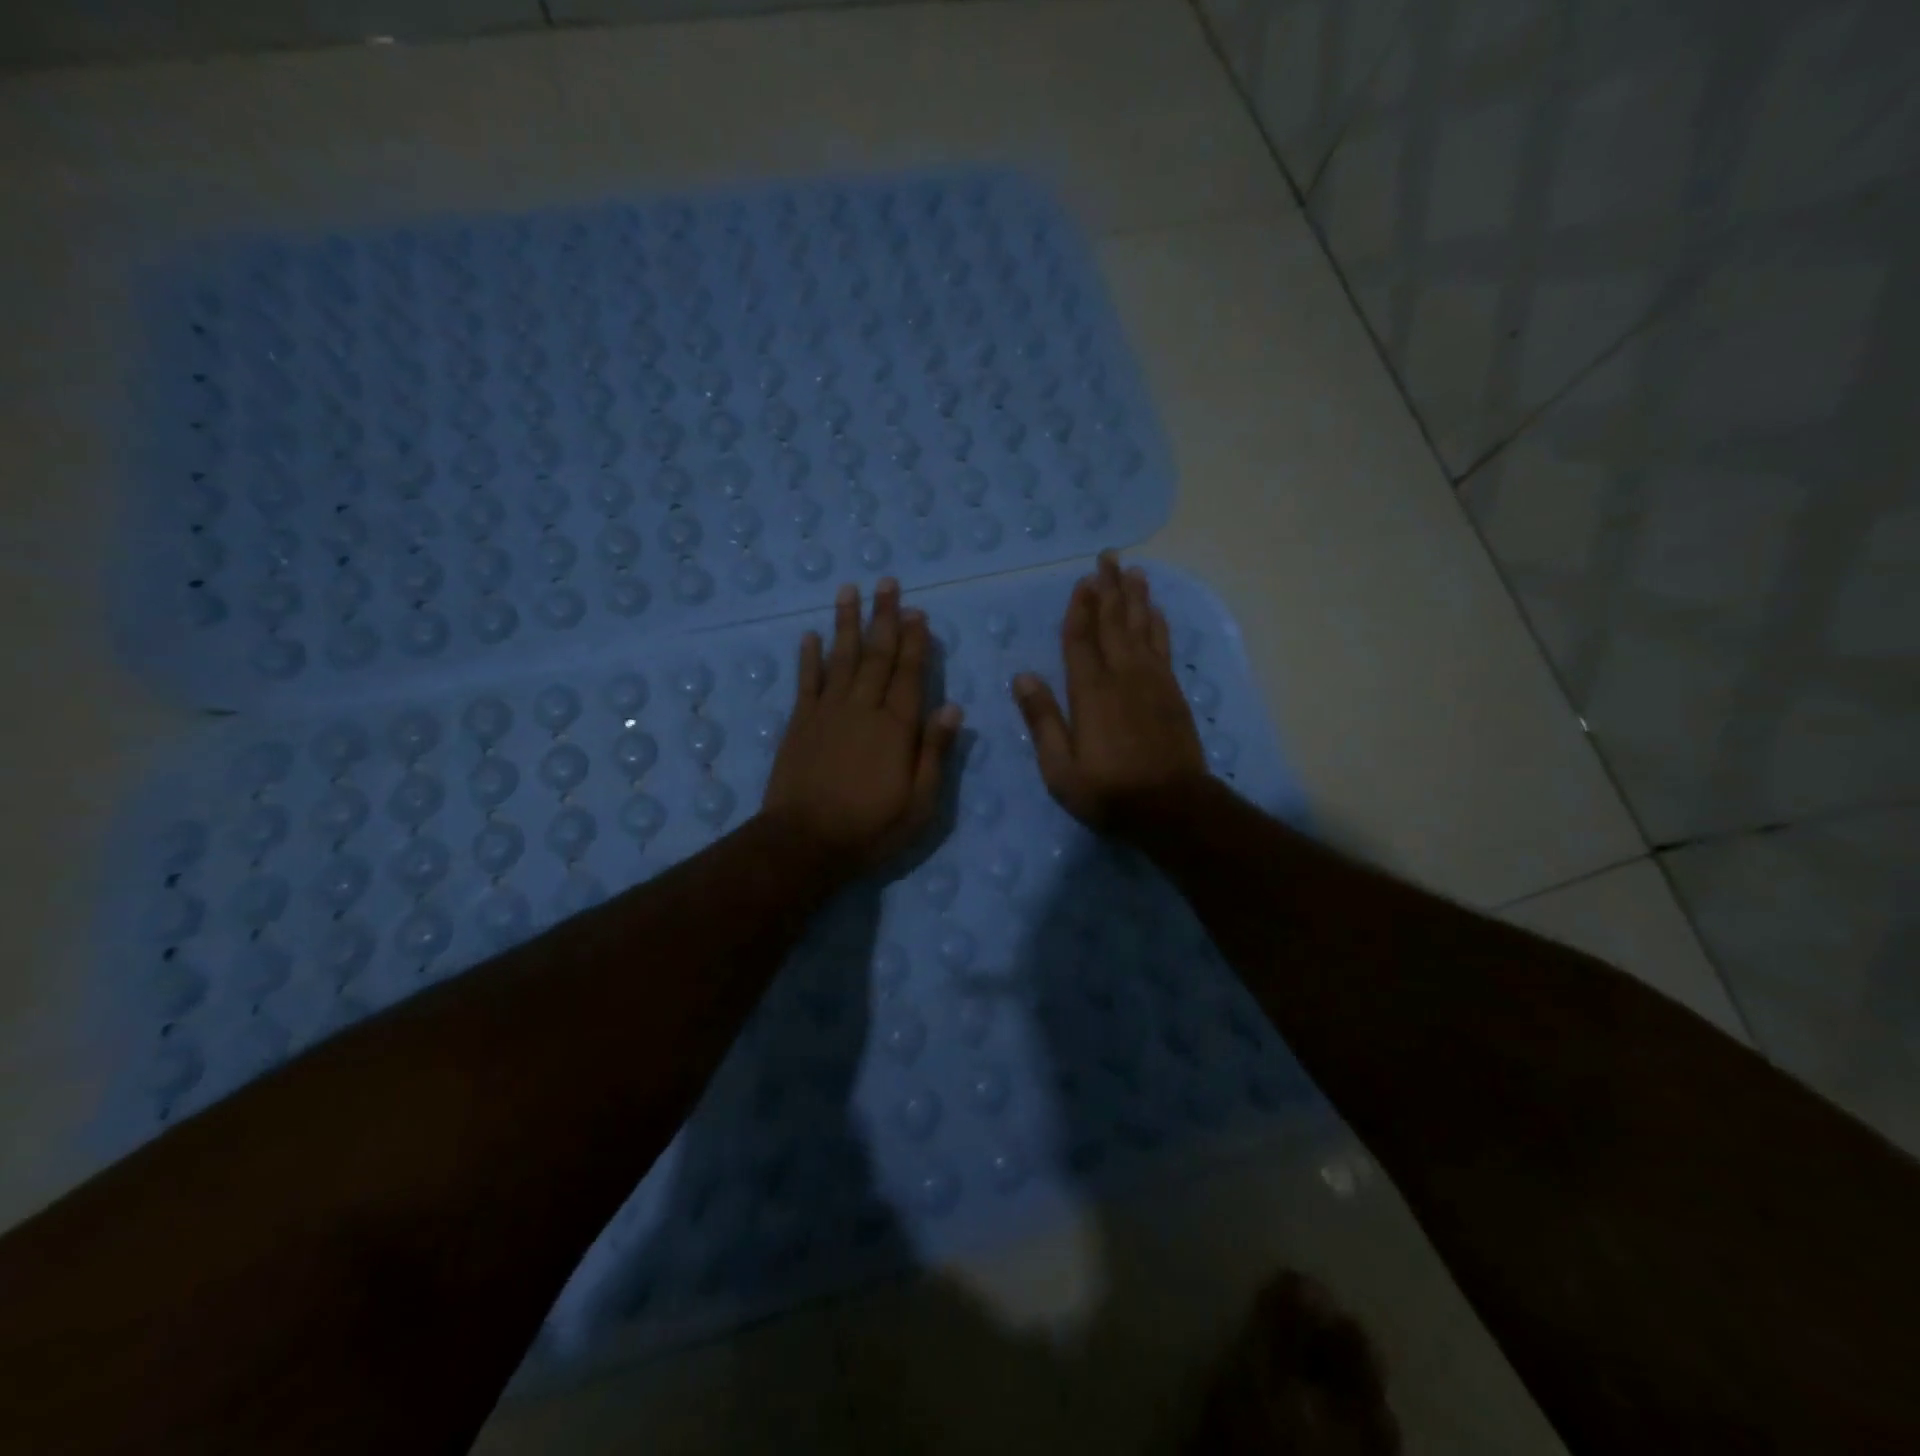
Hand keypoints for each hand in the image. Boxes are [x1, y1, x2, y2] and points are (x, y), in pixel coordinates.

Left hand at [763, 578, 962, 869]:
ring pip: (841, 657)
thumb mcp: (919, 804)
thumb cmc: (870, 828)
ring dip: (846, 623)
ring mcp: (827, 712)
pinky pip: (806, 681)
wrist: (804, 843)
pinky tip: (810, 635)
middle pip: (877, 655)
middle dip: (884, 617)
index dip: (916, 641)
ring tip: (849, 590)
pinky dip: (809, 657)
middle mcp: (863, 709)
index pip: (910, 674)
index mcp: (897, 728)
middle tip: (887, 582)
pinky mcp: (800, 723)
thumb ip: (935, 754)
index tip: (918, 612)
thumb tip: (953, 709)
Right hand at [1011, 550, 1207, 829]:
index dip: (1080, 608)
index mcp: (1090, 692)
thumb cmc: (1109, 791)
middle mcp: (1123, 676)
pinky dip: (1159, 625)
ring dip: (1136, 598)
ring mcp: (1152, 682)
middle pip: (1115, 623)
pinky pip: (1163, 647)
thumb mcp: (1060, 767)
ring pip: (1142, 628)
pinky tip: (1156, 612)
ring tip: (1134, 571)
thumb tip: (1022, 676)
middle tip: (1109, 557)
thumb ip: (1042, 719)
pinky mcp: (1172, 693)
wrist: (1173, 807)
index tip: (1082, 580)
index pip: (1081, 640)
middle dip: (1109, 589)